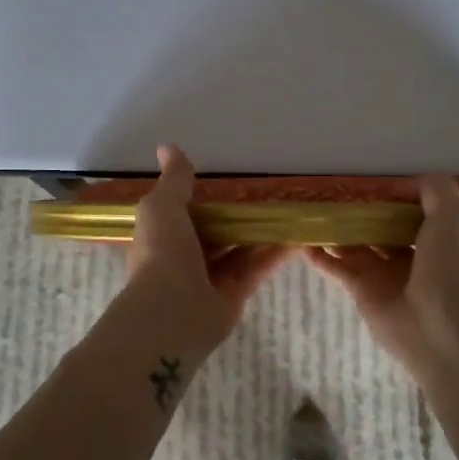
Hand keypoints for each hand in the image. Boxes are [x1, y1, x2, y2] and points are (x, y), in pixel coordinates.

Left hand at [121, 144, 290, 355]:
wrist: (171, 313)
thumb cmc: (162, 253)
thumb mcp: (163, 206)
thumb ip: (174, 180)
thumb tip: (168, 146)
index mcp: (164, 235)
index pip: (185, 213)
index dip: (206, 198)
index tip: (232, 182)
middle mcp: (185, 256)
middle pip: (216, 232)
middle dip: (237, 216)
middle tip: (268, 195)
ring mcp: (209, 278)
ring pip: (238, 249)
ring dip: (260, 232)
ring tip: (288, 211)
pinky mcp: (233, 295)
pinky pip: (255, 268)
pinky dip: (273, 254)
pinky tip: (296, 237)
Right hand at [305, 174, 458, 374]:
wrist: (440, 325)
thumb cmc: (449, 266)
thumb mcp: (452, 215)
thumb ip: (435, 189)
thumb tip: (403, 183)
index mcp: (435, 237)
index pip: (409, 210)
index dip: (390, 196)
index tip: (366, 181)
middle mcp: (410, 254)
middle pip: (379, 227)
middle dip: (360, 212)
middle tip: (332, 193)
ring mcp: (383, 274)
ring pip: (355, 245)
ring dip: (336, 230)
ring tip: (312, 210)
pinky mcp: (361, 290)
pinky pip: (337, 267)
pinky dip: (320, 255)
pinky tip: (302, 239)